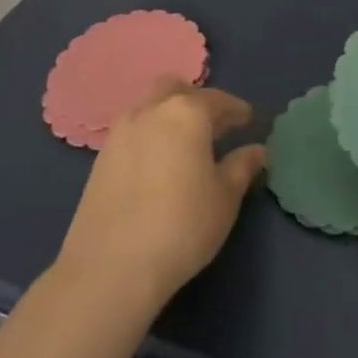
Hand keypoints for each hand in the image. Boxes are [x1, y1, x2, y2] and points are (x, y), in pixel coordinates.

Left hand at [56, 78, 265, 303]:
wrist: (110, 268)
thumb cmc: (182, 226)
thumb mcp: (225, 198)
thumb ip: (242, 166)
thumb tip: (257, 150)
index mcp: (187, 113)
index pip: (218, 100)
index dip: (236, 110)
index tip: (248, 121)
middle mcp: (151, 111)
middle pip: (175, 89)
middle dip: (196, 100)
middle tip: (213, 126)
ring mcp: (120, 132)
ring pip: (149, 106)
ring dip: (169, 115)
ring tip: (185, 144)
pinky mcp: (100, 158)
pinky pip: (132, 131)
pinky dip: (149, 135)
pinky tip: (158, 164)